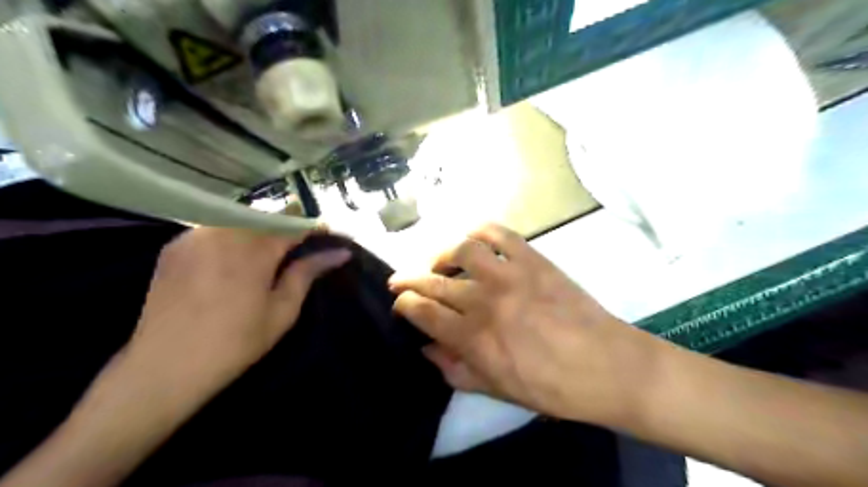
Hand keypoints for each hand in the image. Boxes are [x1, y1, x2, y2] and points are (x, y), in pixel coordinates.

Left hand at [128, 227, 348, 388]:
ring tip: (267, 253)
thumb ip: (308, 273)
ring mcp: (196, 235)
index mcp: (255, 250)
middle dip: (287, 227)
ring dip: (259, 230)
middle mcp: (225, 232)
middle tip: (298, 248)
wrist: (164, 367)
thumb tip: (340, 252)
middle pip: (267, 216)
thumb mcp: (282, 311)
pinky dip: (231, 236)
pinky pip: (214, 229)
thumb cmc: (235, 343)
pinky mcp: (175, 245)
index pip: (294, 223)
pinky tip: (232, 259)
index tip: (327, 235)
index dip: (314, 227)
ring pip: (239, 219)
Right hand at [390, 222, 664, 424]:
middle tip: (401, 279)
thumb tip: (426, 348)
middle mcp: (484, 301)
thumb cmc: (552, 387)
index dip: (404, 304)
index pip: (424, 312)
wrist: (607, 366)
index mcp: (473, 338)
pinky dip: (480, 230)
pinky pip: (499, 233)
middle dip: (409, 279)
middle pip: (434, 281)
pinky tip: (472, 237)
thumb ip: (455, 370)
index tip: (400, 302)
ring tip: (438, 262)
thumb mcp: (497, 391)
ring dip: (441, 253)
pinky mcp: (533, 259)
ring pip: (460, 250)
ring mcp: (509, 275)